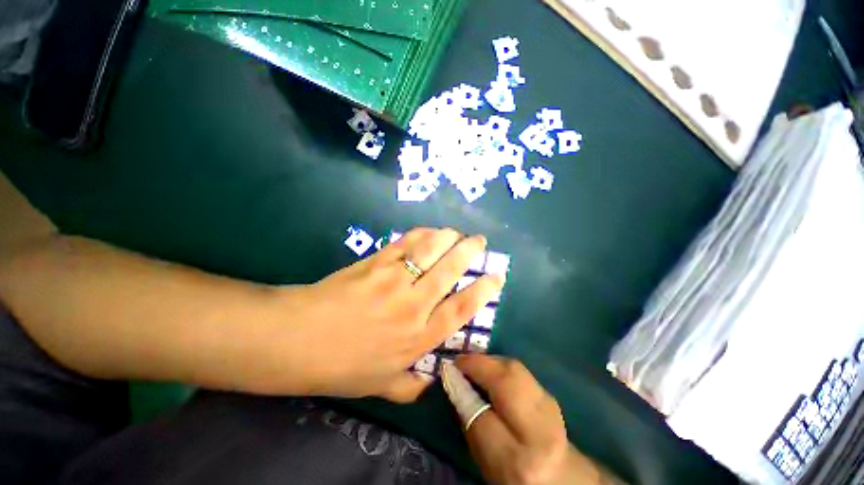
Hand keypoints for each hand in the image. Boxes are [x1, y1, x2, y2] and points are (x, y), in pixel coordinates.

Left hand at [286, 228, 504, 402]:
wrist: (297, 339)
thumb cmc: (340, 366)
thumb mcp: (379, 386)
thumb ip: (410, 387)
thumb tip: (430, 383)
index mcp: (418, 337)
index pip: (461, 308)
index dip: (482, 290)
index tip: (496, 276)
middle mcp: (413, 305)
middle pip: (450, 271)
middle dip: (470, 252)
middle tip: (480, 241)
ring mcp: (394, 279)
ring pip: (430, 250)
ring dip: (448, 237)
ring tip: (457, 232)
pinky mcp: (376, 261)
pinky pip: (405, 242)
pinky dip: (422, 234)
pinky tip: (430, 231)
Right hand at [456, 355, 619, 484]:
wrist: (558, 474)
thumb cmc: (513, 471)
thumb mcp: (484, 458)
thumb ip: (469, 420)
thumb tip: (453, 381)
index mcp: (517, 461)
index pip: (483, 417)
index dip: (463, 388)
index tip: (448, 370)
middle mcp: (539, 432)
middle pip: (506, 382)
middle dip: (479, 365)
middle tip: (460, 362)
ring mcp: (550, 408)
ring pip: (514, 369)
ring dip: (489, 361)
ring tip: (473, 363)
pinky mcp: (549, 393)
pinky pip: (519, 369)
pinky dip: (501, 364)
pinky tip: (491, 368)